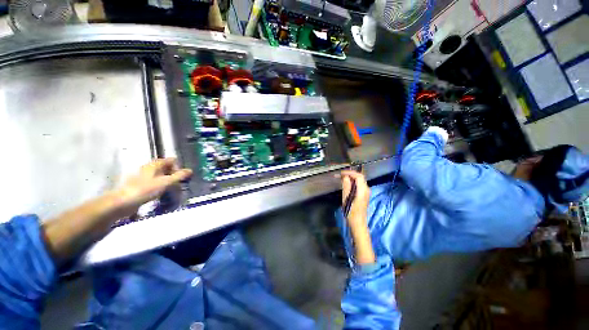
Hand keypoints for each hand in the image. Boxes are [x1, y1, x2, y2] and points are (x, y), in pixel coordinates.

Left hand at [115, 158, 192, 210]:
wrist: (123, 202)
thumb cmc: (146, 189)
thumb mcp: (166, 182)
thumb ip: (179, 176)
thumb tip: (190, 170)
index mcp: (155, 164)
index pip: (171, 160)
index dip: (179, 166)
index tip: (182, 176)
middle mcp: (150, 167)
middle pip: (166, 167)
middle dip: (174, 174)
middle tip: (179, 184)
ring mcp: (144, 176)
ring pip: (161, 175)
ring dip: (168, 180)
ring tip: (172, 189)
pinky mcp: (141, 184)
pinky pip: (156, 181)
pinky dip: (162, 185)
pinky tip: (163, 193)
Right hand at [341, 170, 374, 263]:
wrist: (358, 223)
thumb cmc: (351, 212)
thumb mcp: (346, 198)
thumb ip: (346, 186)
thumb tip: (345, 177)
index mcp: (363, 190)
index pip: (358, 176)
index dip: (350, 173)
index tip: (341, 173)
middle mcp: (366, 189)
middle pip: (360, 177)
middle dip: (350, 175)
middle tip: (340, 176)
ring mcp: (366, 193)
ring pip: (359, 181)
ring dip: (351, 179)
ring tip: (341, 179)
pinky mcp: (364, 195)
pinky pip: (358, 185)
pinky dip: (352, 183)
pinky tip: (346, 185)